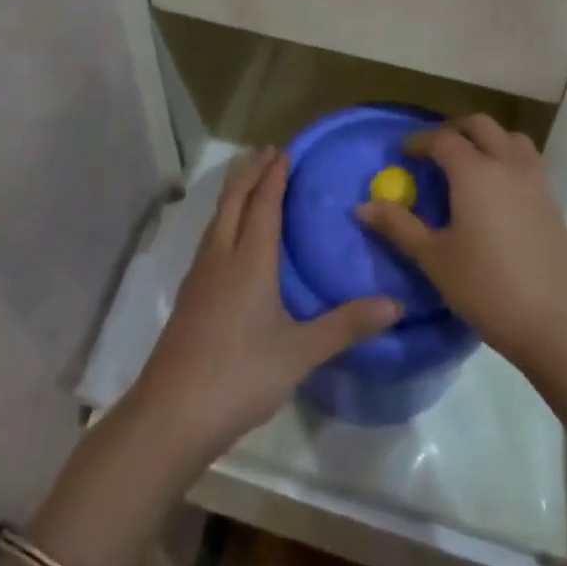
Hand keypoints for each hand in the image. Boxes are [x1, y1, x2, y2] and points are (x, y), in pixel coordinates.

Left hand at [129, 147, 400, 466]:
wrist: (169, 415)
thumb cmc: (239, 375)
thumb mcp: (300, 353)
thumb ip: (346, 325)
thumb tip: (396, 304)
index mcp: (249, 260)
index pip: (264, 204)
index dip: (274, 175)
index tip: (284, 150)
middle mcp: (221, 257)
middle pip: (233, 201)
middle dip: (249, 172)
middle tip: (266, 151)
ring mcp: (199, 276)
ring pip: (217, 218)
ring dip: (234, 193)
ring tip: (248, 180)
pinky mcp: (189, 297)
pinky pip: (210, 238)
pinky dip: (224, 219)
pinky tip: (228, 237)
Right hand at [354, 115, 566, 374]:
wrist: (557, 321)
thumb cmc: (487, 288)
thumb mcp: (434, 259)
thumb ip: (399, 226)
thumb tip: (362, 206)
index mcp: (474, 172)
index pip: (442, 139)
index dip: (420, 141)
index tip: (404, 152)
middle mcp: (506, 164)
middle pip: (480, 125)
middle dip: (454, 129)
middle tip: (434, 151)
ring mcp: (535, 180)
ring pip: (510, 137)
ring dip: (487, 139)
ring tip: (469, 163)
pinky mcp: (551, 200)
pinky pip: (527, 160)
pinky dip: (507, 158)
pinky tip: (497, 191)